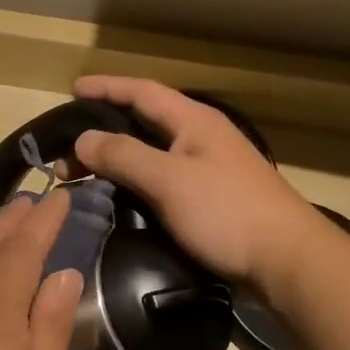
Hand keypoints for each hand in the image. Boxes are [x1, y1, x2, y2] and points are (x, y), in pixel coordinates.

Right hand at [71, 76, 321, 289]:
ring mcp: (205, 170)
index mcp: (194, 122)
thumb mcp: (168, 179)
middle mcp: (199, 139)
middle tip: (65, 150)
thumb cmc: (227, 212)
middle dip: (102, 130)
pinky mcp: (206, 200)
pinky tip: (115, 198)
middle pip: (142, 123)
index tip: (71, 90)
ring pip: (149, 154)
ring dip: (114, 159)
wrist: (285, 261)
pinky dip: (130, 182)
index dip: (106, 87)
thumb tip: (83, 138)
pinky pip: (158, 180)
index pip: (142, 92)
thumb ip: (123, 155)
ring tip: (80, 176)